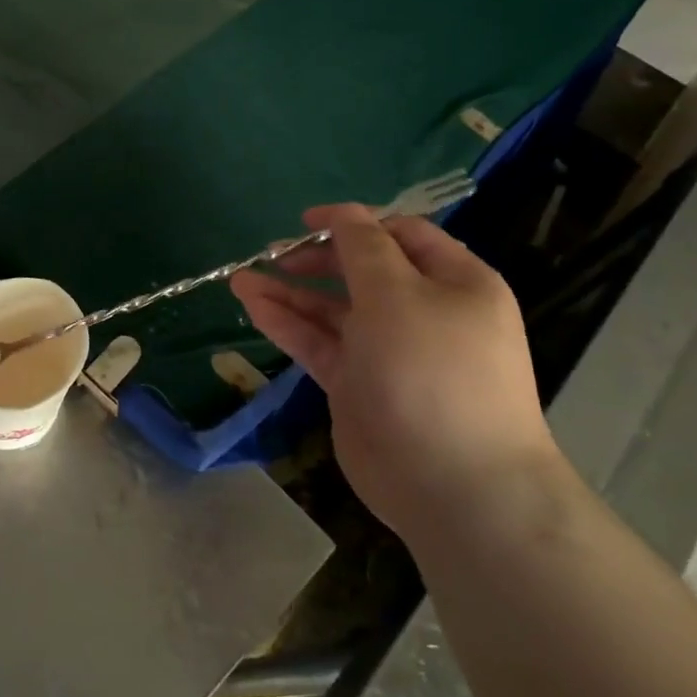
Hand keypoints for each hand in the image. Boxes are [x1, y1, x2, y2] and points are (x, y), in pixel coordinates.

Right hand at [230, 204, 557, 537]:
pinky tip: (252, 306)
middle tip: (272, 255)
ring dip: (290, 292)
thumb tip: (344, 212)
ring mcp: (387, 352)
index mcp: (454, 282)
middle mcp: (422, 312)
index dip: (353, 223)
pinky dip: (287, 324)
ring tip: (242, 279)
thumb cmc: (431, 372)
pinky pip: (319, 343)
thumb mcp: (398, 294)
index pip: (400, 235)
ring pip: (332, 310)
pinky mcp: (358, 384)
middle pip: (362, 271)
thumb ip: (363, 248)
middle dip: (316, 259)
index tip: (305, 222)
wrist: (452, 484)